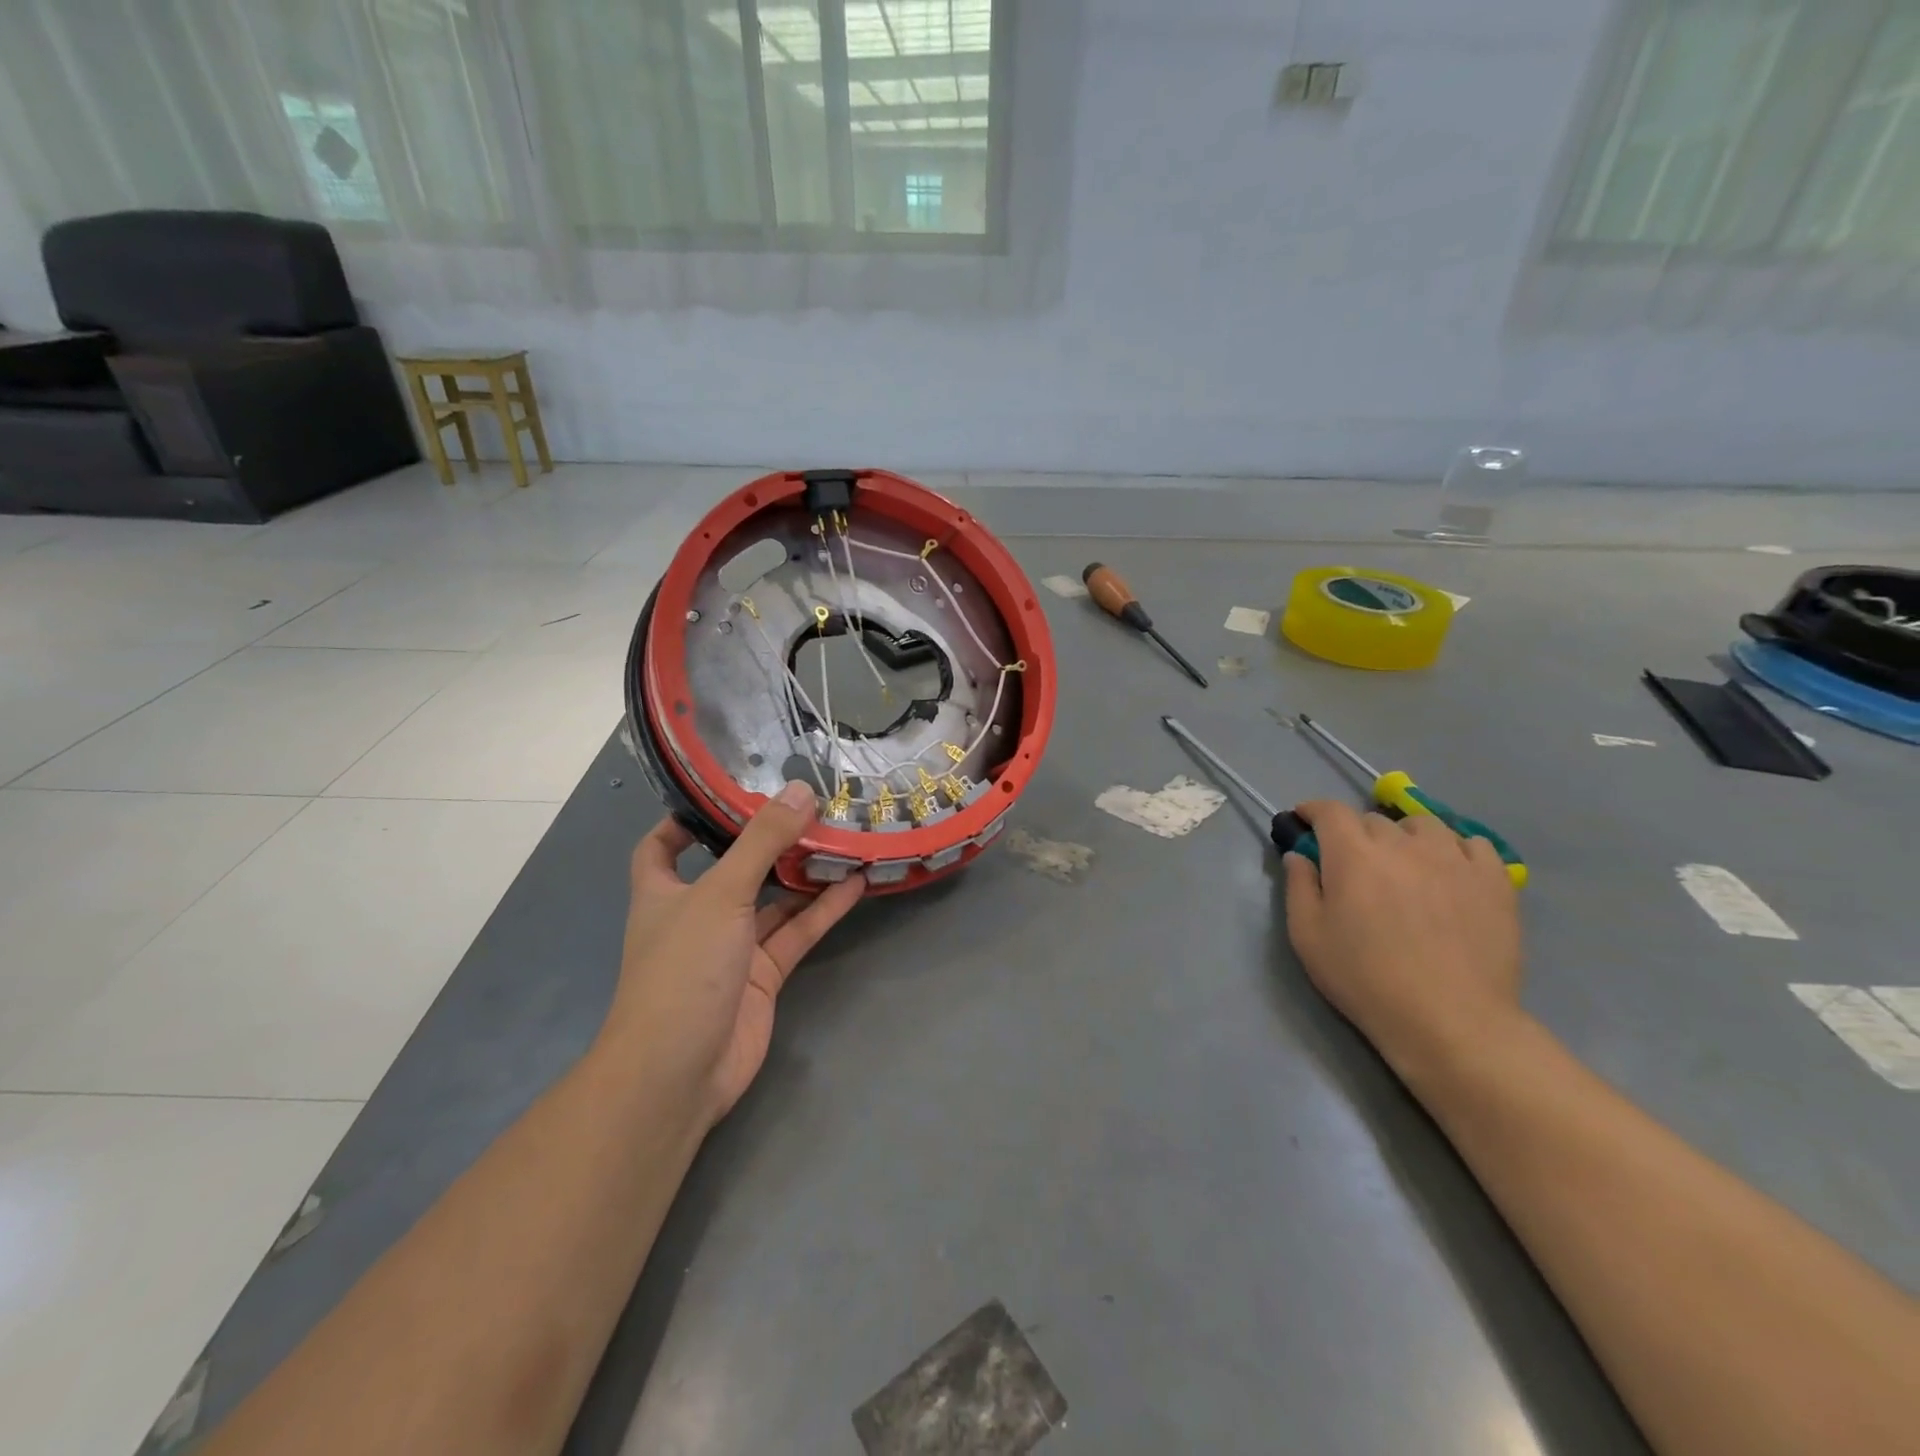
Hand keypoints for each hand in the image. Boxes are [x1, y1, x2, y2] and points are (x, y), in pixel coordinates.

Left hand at [600, 782, 865, 1127]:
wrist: (680, 1072)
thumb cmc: (683, 970)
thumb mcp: (721, 894)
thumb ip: (761, 842)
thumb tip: (798, 790)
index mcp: (663, 892)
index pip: (663, 846)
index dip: (686, 819)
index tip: (726, 792)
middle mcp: (697, 915)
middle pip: (733, 868)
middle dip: (767, 842)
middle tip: (809, 807)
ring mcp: (732, 947)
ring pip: (772, 901)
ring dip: (803, 874)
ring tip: (843, 838)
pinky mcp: (763, 976)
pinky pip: (796, 933)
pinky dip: (822, 910)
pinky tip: (854, 884)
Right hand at [1282, 800, 1522, 1081]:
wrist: (1450, 1020)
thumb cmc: (1365, 979)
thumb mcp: (1308, 937)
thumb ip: (1299, 887)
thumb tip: (1299, 855)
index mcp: (1353, 855)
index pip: (1330, 811)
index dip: (1313, 810)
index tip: (1304, 821)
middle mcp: (1403, 844)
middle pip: (1374, 819)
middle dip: (1356, 833)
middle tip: (1353, 864)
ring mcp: (1454, 858)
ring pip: (1423, 825)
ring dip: (1405, 836)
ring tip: (1404, 863)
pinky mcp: (1494, 879)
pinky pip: (1473, 844)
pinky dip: (1454, 849)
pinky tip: (1449, 872)